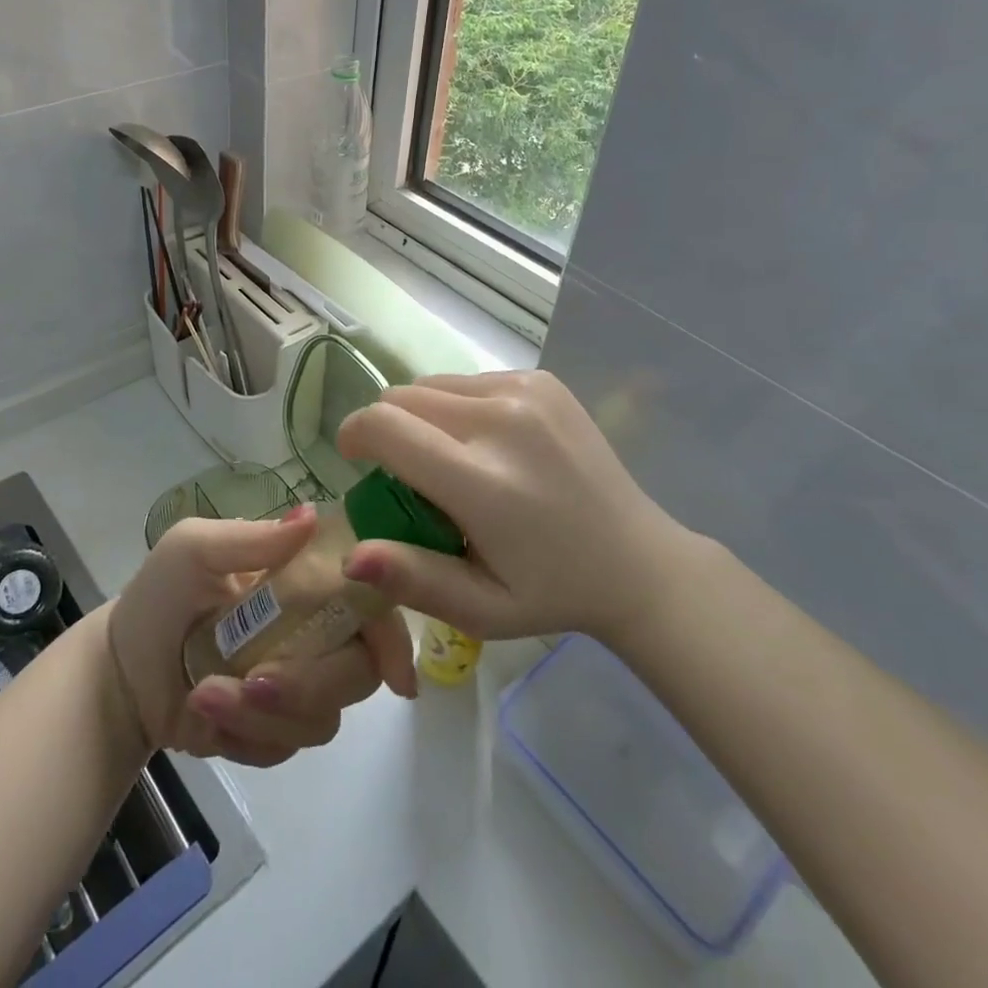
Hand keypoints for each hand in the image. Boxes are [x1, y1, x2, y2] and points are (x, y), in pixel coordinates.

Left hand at [107, 507, 416, 767]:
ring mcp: (299, 684)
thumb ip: (251, 538)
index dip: (389, 627)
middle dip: (311, 682)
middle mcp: (316, 630)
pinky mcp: (276, 730)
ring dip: (265, 713)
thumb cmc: (162, 595)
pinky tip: (204, 716)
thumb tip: (311, 515)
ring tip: (205, 695)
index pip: (369, 599)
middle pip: (359, 669)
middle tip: (255, 681)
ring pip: (324, 716)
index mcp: (306, 580)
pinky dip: (247, 736)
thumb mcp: (193, 549)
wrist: (121, 670)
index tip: (390, 661)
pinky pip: (288, 745)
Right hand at [336, 369, 694, 640]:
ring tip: (453, 460)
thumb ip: (412, 579)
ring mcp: (525, 391)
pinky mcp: (541, 378)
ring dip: (423, 416)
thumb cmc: (550, 591)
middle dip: (388, 429)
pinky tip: (490, 444)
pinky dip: (459, 406)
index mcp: (482, 481)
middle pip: (401, 397)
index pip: (385, 426)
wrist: (637, 560)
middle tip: (411, 474)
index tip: (356, 460)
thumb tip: (350, 558)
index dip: (354, 435)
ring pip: (432, 384)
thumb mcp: (479, 608)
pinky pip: (468, 380)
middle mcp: (501, 420)